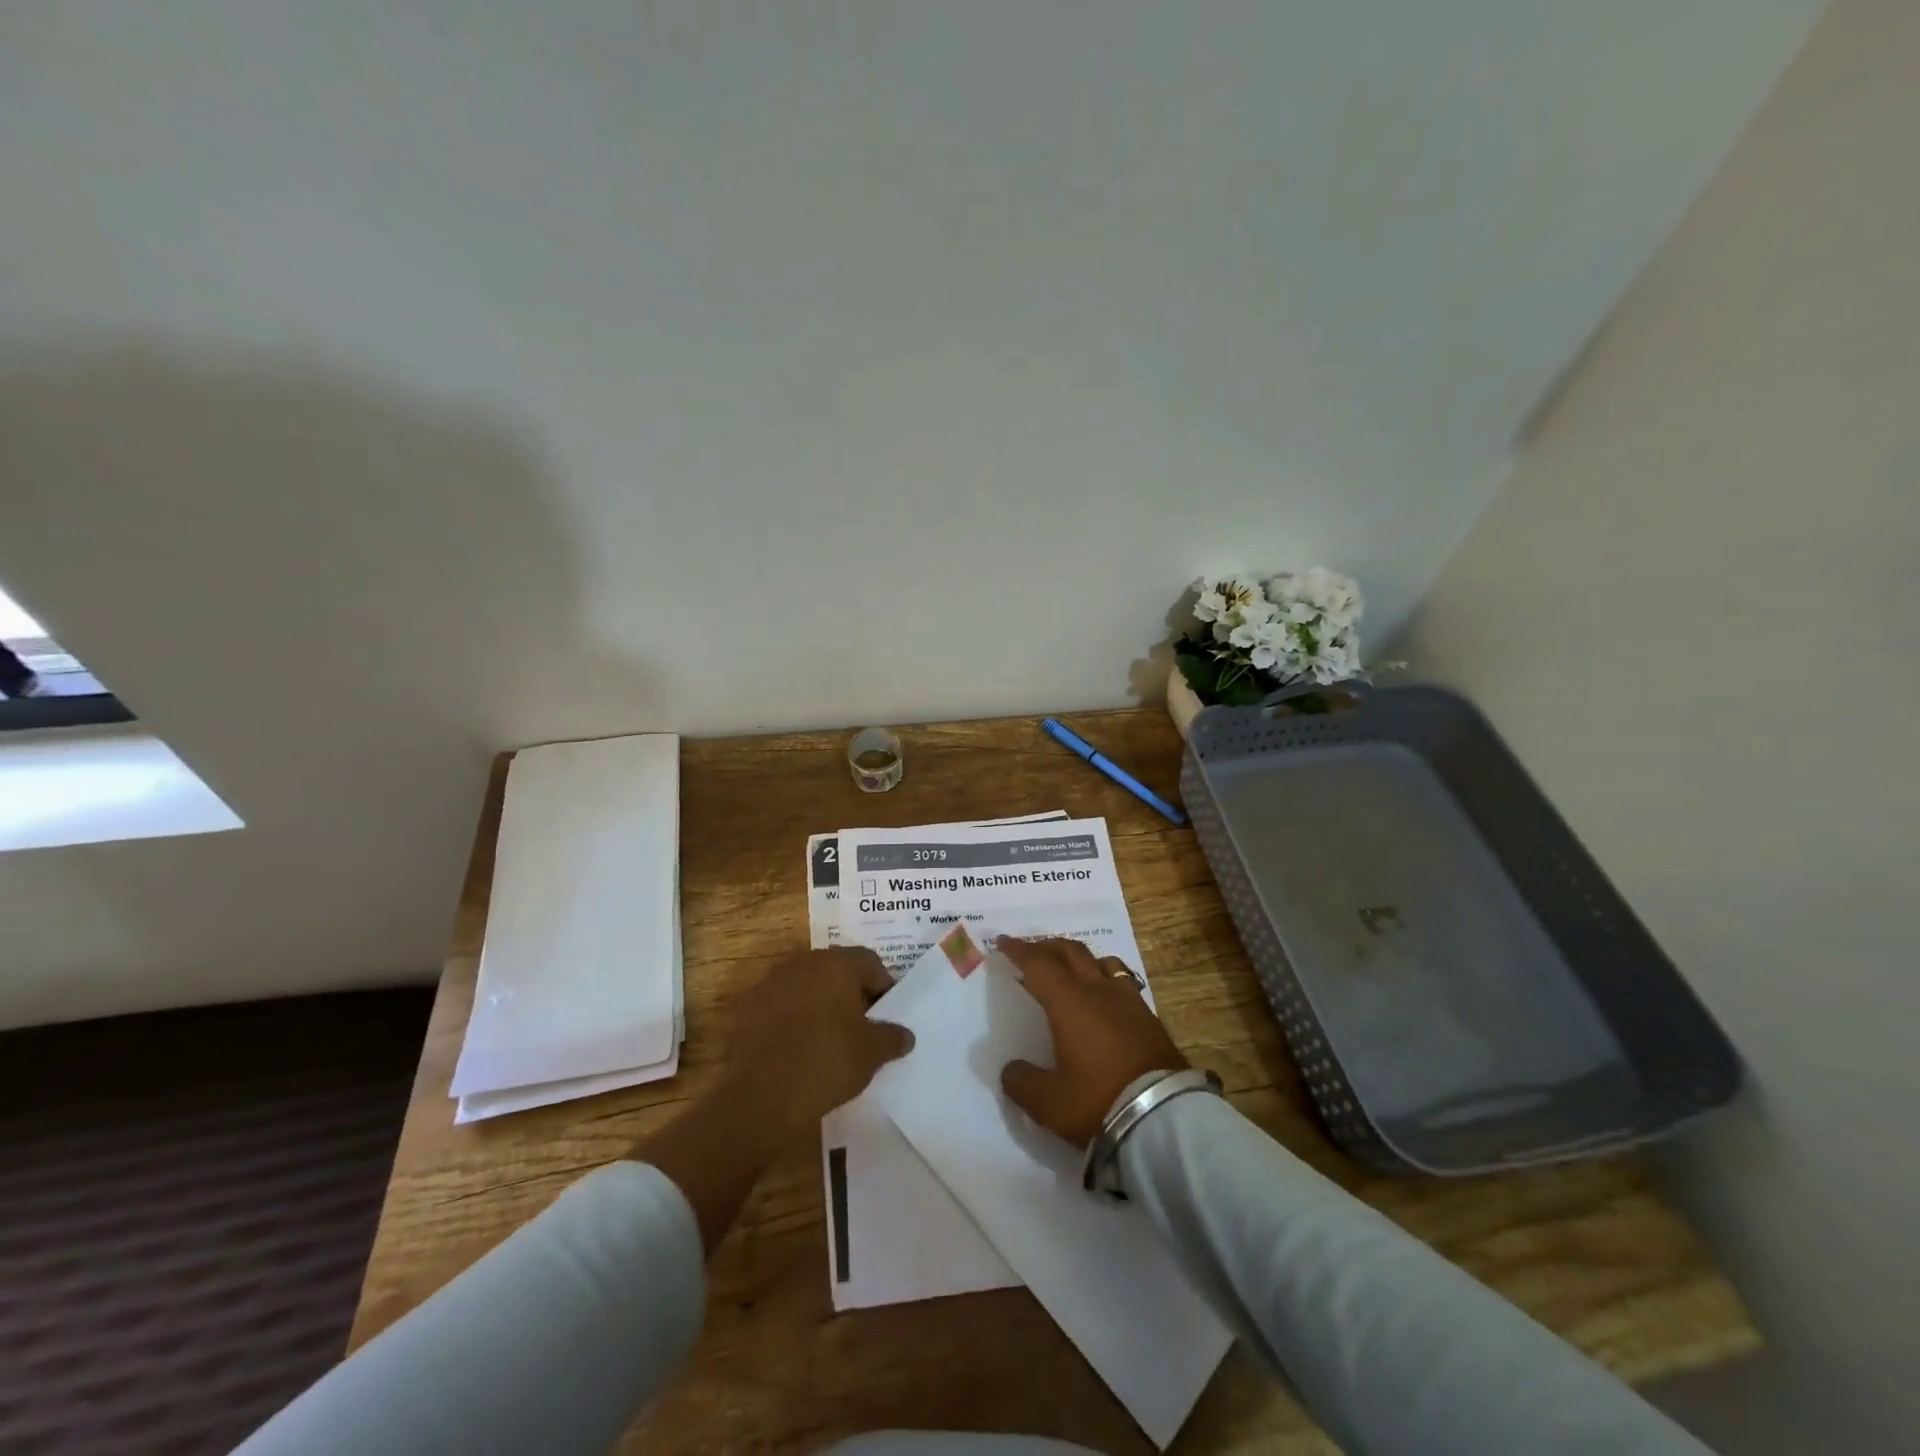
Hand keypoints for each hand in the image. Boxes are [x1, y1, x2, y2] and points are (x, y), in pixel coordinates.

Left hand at [718, 946, 914, 1145]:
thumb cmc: (826, 1063)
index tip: (886, 1015)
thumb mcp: (871, 1054)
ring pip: (806, 985)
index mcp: (836, 964)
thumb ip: (892, 1037)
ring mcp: (771, 983)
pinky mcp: (747, 1008)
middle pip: (836, 969)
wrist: (759, 1097)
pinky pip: (780, 1005)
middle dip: (850, 992)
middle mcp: (803, 963)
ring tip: (829, 1037)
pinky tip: (797, 1047)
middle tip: (861, 1025)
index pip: (870, 962)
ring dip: (819, 1003)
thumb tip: (905, 1035)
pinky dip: (792, 1018)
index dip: (883, 987)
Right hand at [997, 936, 1188, 1148]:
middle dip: (1048, 947)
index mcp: (1068, 1002)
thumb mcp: (1048, 1102)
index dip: (1018, 950)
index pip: (1039, 963)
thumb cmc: (1098, 1100)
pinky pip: (1122, 982)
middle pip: (1071, 951)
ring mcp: (1128, 1000)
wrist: (1164, 1116)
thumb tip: (1011, 1069)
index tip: (1002, 942)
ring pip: (1102, 961)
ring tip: (1071, 970)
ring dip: (1081, 959)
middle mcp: (1098, 990)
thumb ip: (1022, 1082)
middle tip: (1032, 952)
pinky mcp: (1150, 1017)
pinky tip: (1104, 997)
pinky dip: (1105, 979)